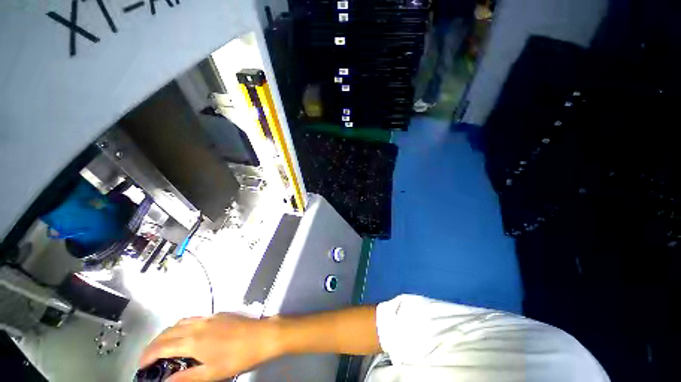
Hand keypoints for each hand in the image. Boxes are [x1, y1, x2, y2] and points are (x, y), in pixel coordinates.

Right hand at [139, 313, 280, 381]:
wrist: (262, 335)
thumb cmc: (238, 357)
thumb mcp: (211, 373)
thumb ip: (186, 378)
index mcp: (194, 340)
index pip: (162, 346)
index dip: (148, 355)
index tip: (140, 366)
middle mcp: (199, 325)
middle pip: (168, 332)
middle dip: (154, 344)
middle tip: (149, 358)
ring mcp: (210, 317)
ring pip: (181, 322)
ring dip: (168, 333)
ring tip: (164, 347)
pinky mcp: (219, 314)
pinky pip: (194, 318)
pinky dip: (182, 326)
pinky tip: (186, 336)